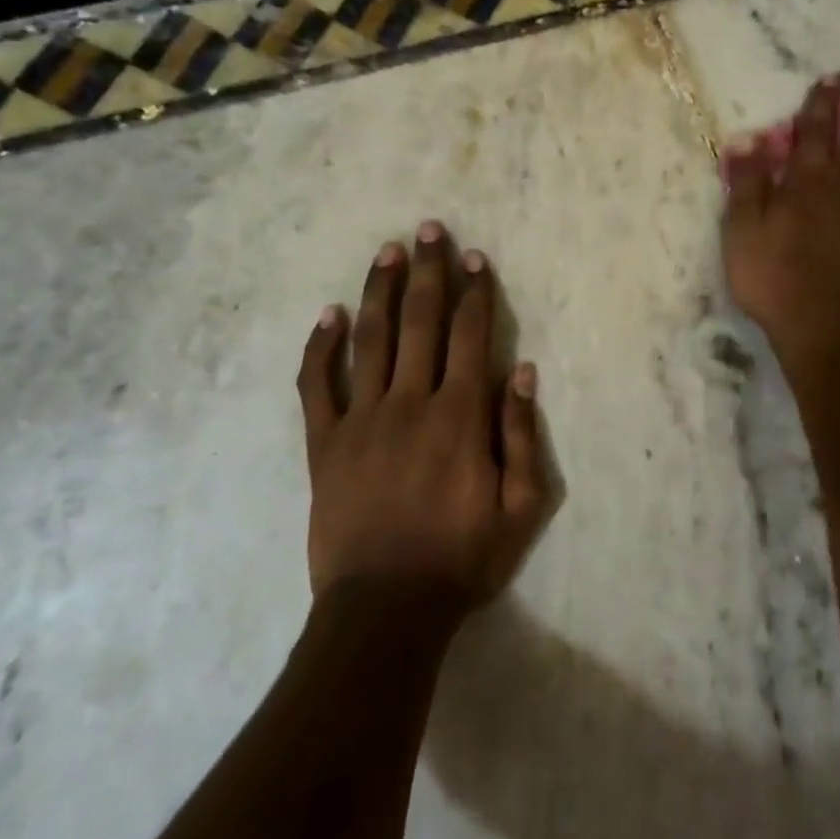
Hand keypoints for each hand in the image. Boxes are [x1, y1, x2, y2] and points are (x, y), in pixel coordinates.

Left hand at [297, 222, 547, 613]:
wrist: (385, 609)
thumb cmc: (462, 558)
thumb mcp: (521, 508)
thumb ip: (523, 436)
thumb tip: (523, 372)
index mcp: (460, 417)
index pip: (471, 336)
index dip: (475, 292)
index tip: (474, 258)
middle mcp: (410, 403)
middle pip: (420, 322)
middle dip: (428, 272)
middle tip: (429, 229)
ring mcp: (360, 420)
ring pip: (370, 339)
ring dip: (379, 290)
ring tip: (388, 251)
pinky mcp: (324, 444)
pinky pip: (317, 385)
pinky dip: (320, 348)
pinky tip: (327, 315)